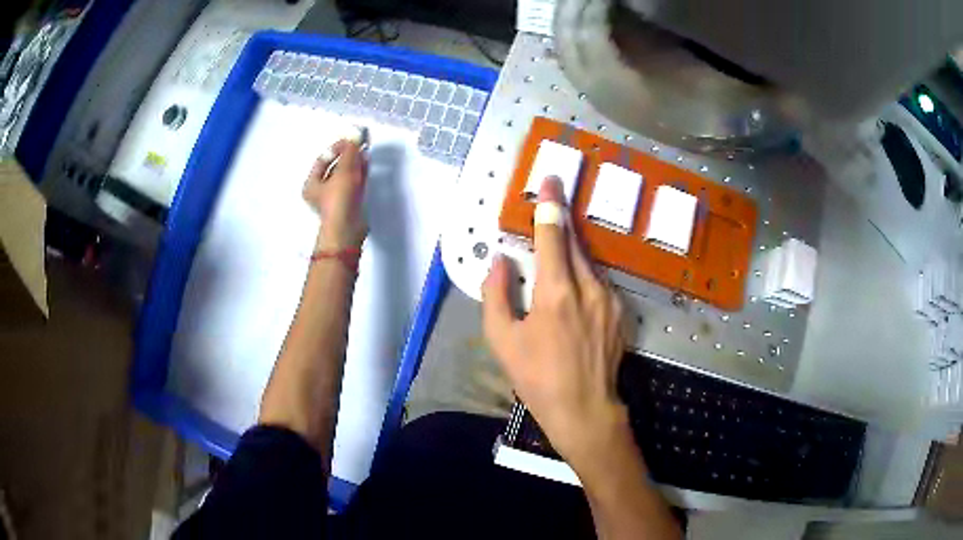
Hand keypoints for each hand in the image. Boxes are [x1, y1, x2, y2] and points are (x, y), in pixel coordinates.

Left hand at [303, 139, 367, 249]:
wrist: (348, 229)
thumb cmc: (339, 199)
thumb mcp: (344, 171)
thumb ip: (350, 152)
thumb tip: (355, 135)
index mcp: (312, 183)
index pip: (323, 159)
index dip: (337, 147)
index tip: (350, 139)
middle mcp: (321, 191)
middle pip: (335, 167)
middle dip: (347, 155)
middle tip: (359, 144)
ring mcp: (336, 198)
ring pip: (345, 175)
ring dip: (355, 163)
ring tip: (365, 151)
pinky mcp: (349, 203)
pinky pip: (354, 183)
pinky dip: (359, 173)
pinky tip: (367, 164)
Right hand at [482, 177, 630, 474]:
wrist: (584, 408)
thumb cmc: (537, 377)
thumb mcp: (502, 340)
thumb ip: (497, 294)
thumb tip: (500, 262)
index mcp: (556, 292)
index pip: (553, 235)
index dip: (551, 205)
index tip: (552, 181)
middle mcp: (589, 286)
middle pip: (575, 241)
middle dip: (562, 220)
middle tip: (553, 202)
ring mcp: (609, 298)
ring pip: (588, 261)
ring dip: (572, 251)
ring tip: (557, 257)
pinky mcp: (619, 311)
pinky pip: (598, 281)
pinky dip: (583, 275)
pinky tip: (573, 292)